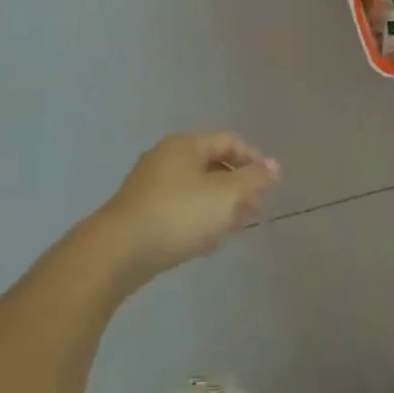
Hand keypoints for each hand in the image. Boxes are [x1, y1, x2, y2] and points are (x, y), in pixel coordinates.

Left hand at [92, 132, 280, 284]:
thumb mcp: (225, 195)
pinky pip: (179, 208)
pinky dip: (198, 218)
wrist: (118, 251)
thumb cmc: (178, 214)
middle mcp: (166, 158)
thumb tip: (274, 165)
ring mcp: (150, 186)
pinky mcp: (141, 212)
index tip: (269, 184)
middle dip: (238, 185)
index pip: (228, 141)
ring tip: (237, 227)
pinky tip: (207, 241)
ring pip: (196, 188)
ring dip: (220, 204)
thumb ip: (253, 179)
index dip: (253, 159)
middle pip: (212, 164)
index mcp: (186, 145)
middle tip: (256, 209)